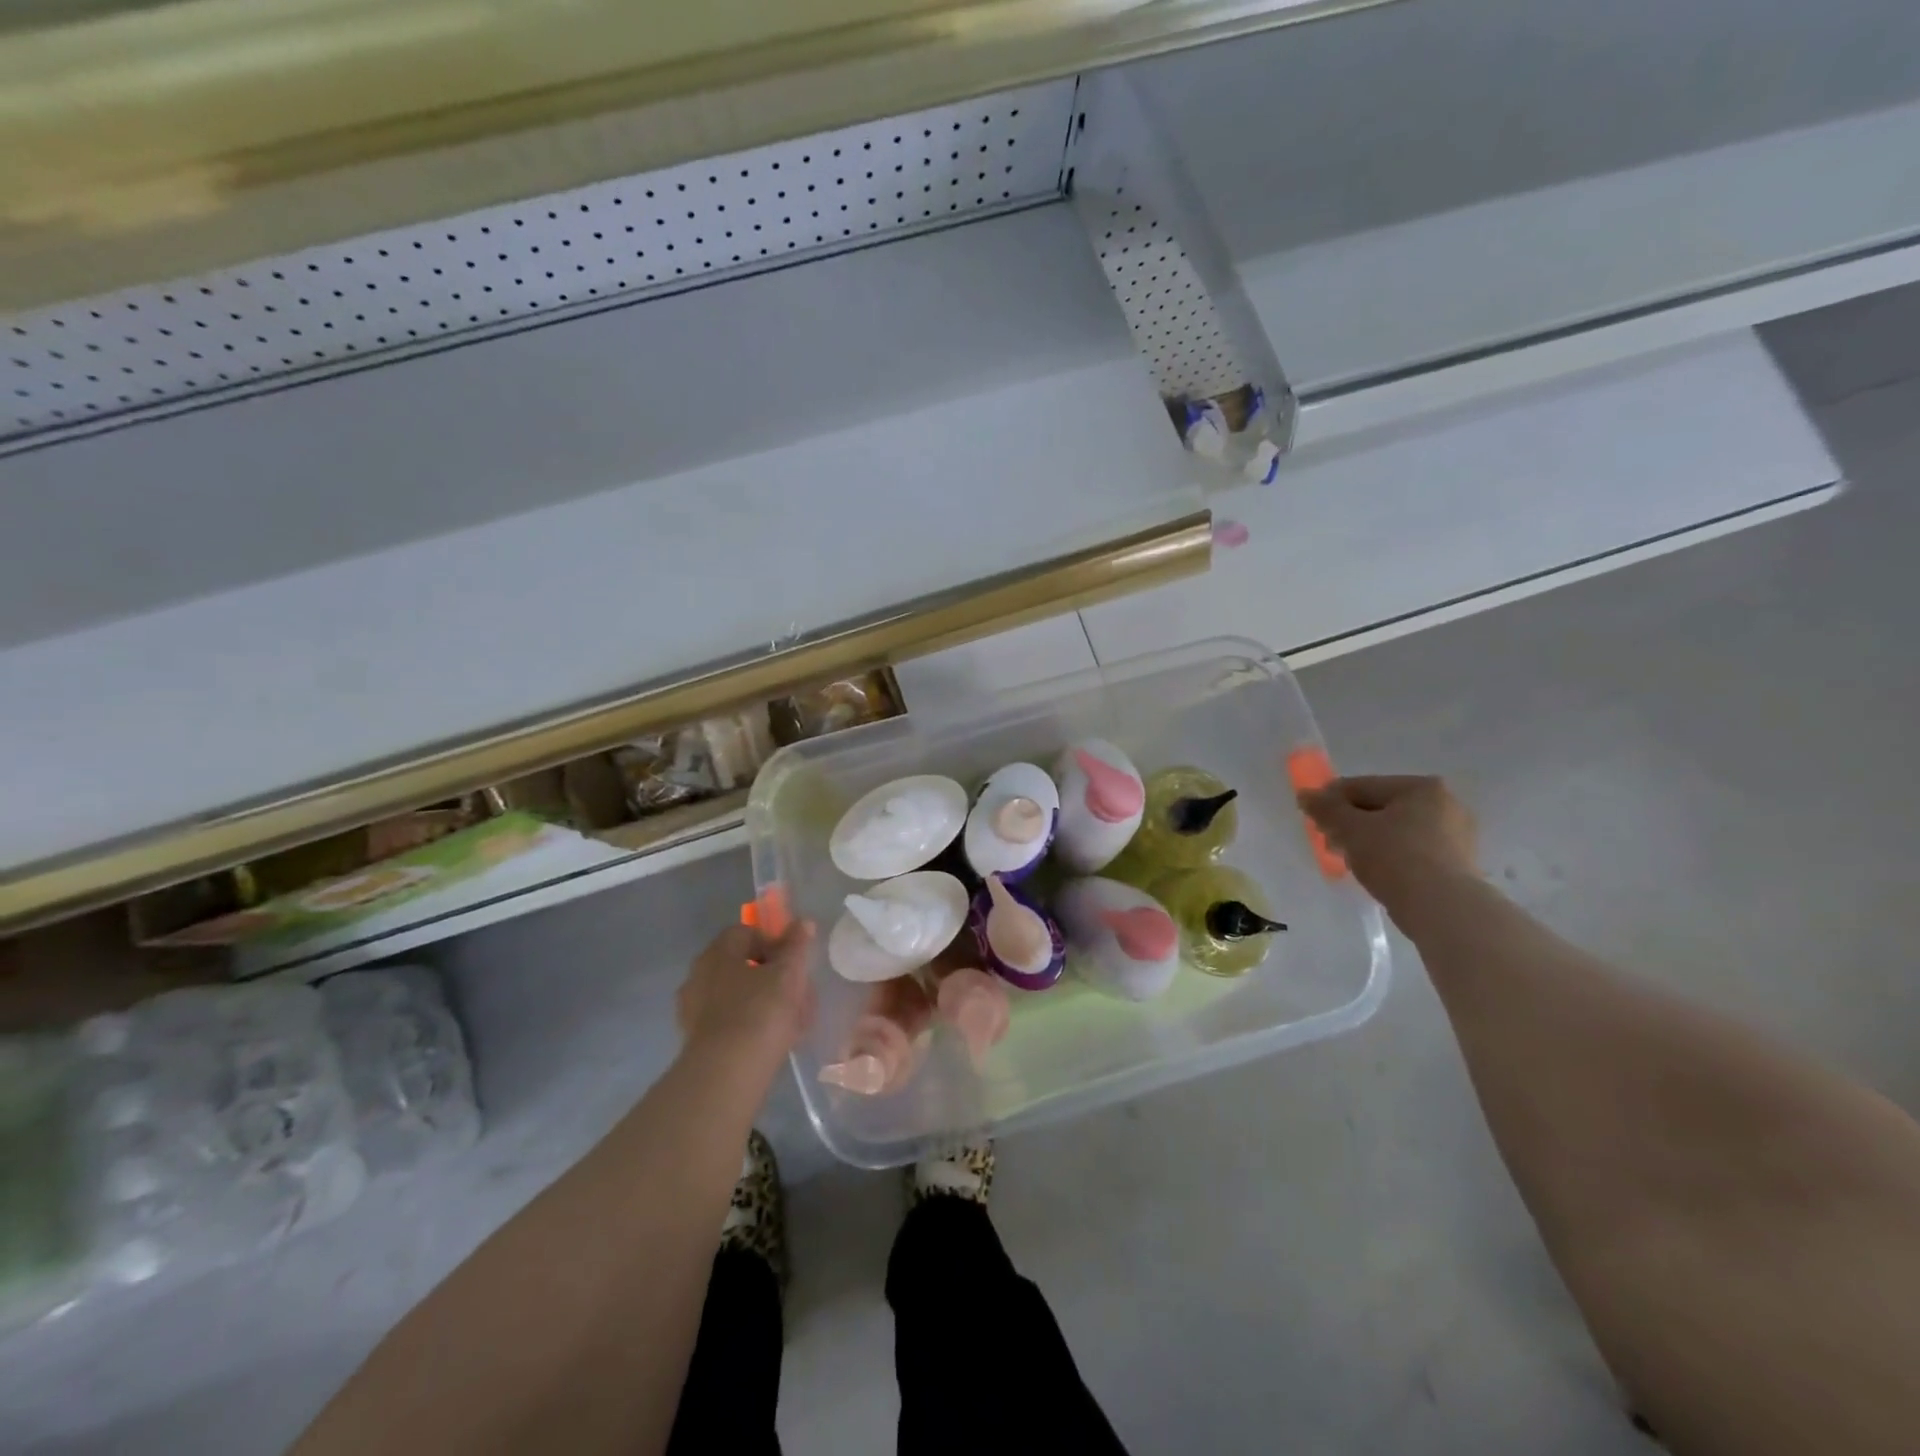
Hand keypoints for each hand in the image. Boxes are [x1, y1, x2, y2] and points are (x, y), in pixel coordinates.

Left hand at [675, 921, 815, 1068]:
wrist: (726, 1073)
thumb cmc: (760, 1011)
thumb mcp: (788, 973)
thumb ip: (797, 945)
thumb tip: (803, 922)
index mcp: (718, 952)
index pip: (746, 932)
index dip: (773, 942)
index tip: (793, 961)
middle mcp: (699, 974)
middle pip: (740, 964)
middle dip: (769, 974)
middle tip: (795, 991)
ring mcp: (693, 1009)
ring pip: (735, 994)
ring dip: (761, 1000)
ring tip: (790, 1020)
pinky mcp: (695, 1040)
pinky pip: (728, 1021)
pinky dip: (748, 1025)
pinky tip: (771, 1040)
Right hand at [1299, 775, 1477, 912]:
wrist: (1441, 908)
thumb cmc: (1394, 857)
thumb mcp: (1350, 829)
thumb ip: (1325, 809)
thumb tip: (1305, 795)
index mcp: (1421, 787)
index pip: (1363, 786)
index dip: (1331, 800)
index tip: (1312, 817)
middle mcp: (1446, 804)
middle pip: (1381, 808)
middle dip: (1350, 823)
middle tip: (1328, 841)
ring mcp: (1456, 836)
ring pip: (1396, 831)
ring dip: (1367, 840)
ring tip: (1346, 859)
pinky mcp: (1458, 864)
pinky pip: (1412, 851)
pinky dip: (1390, 856)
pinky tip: (1374, 871)